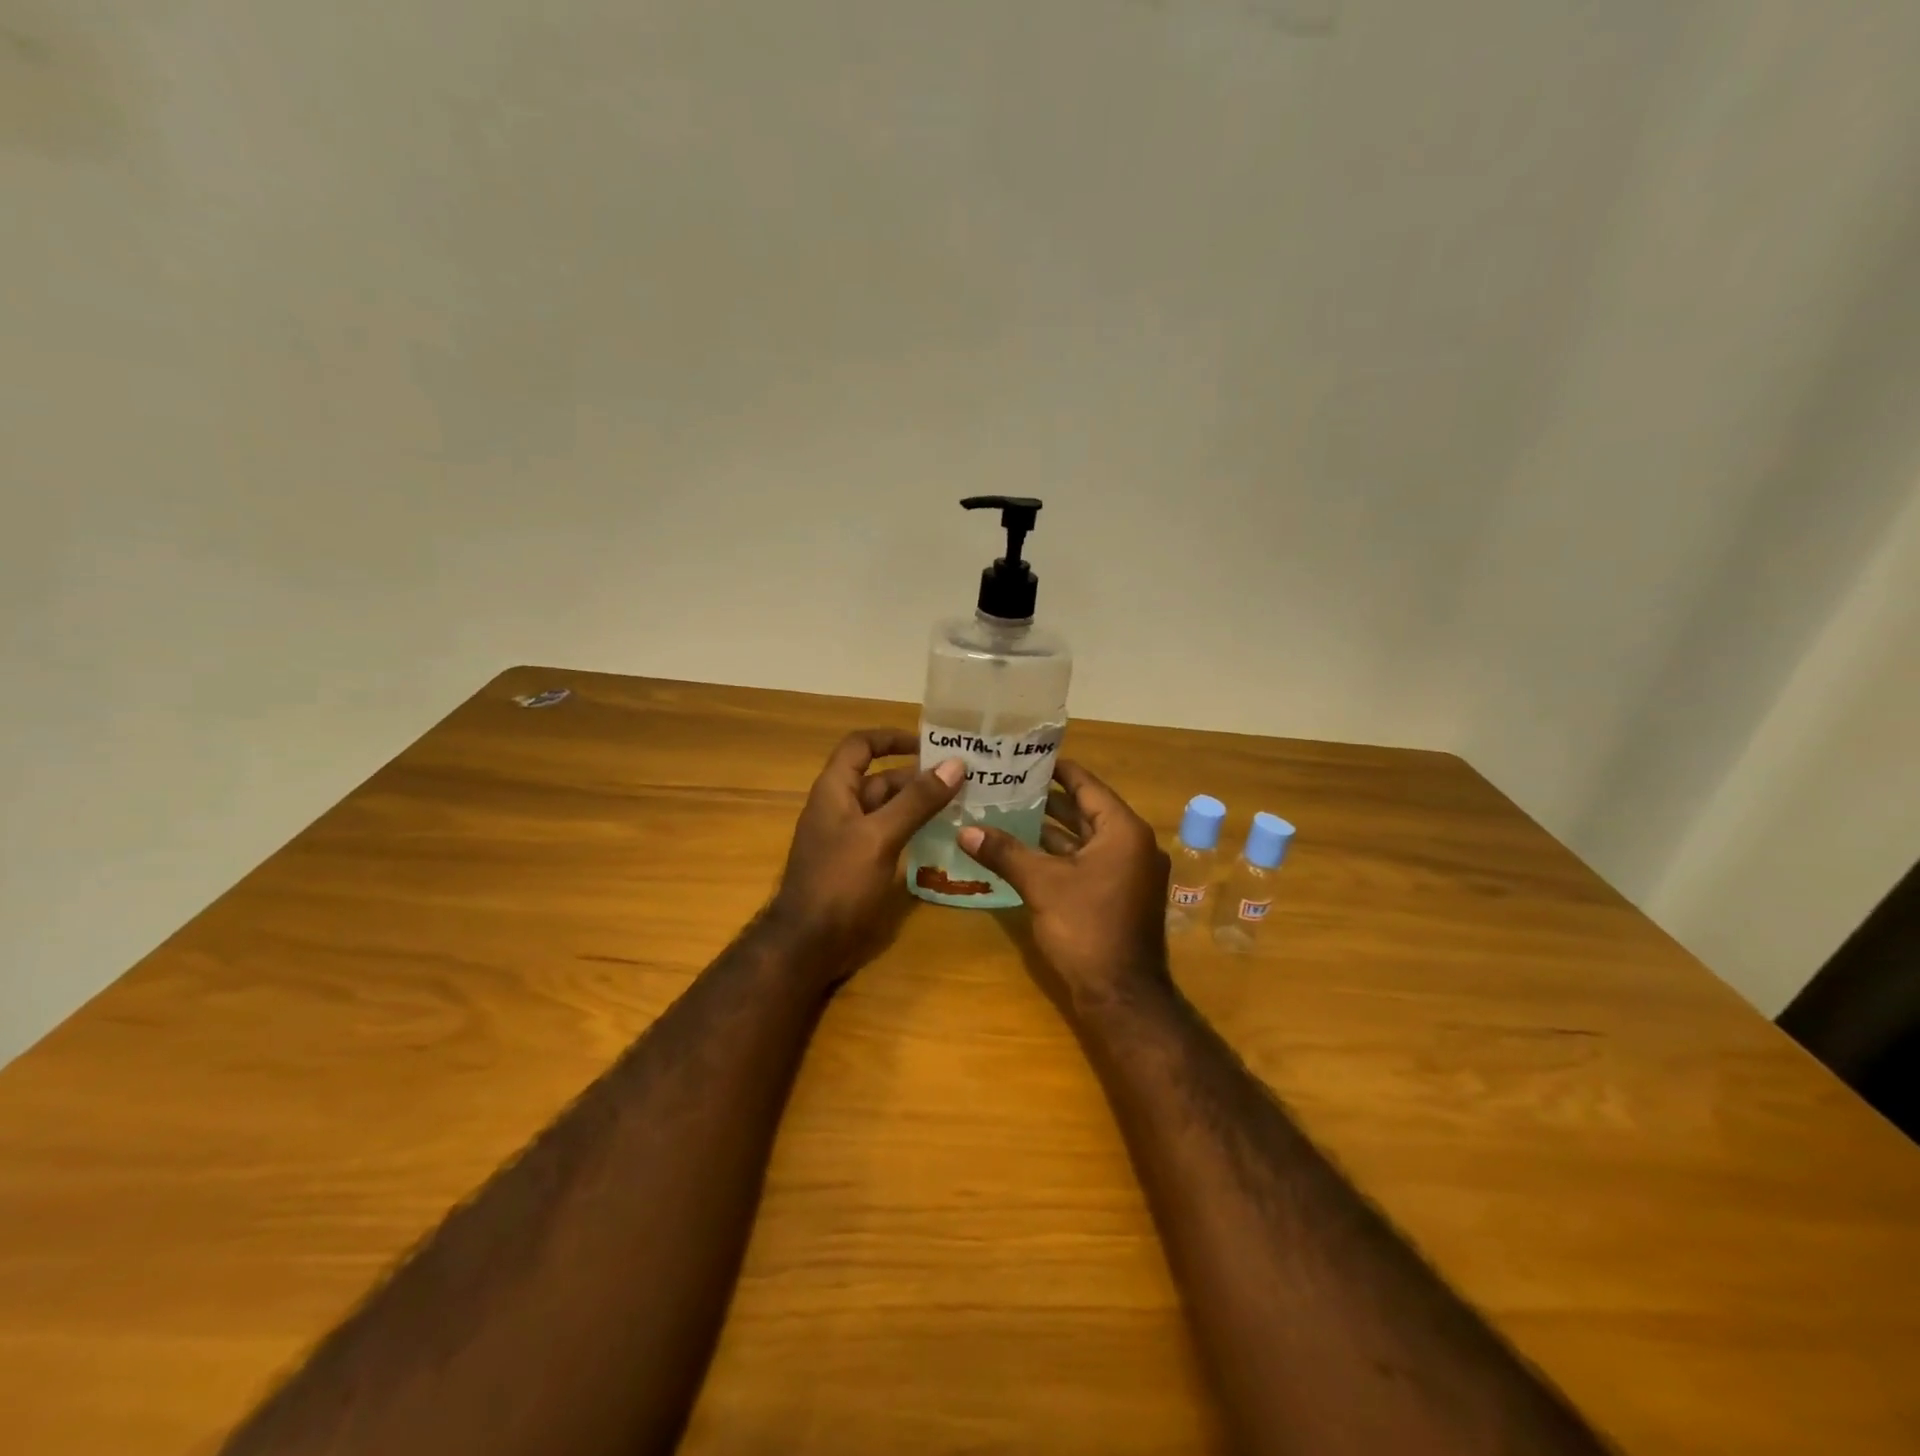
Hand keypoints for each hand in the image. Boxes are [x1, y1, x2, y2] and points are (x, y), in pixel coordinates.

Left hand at [766, 728, 965, 974]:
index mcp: (835, 790)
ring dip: (921, 804)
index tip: (931, 744)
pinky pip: (891, 836)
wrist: (808, 945)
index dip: (892, 738)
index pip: (861, 746)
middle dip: (919, 775)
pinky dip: (915, 830)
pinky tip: (945, 837)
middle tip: (964, 778)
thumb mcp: (880, 836)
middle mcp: (842, 807)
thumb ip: (917, 800)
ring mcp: (851, 838)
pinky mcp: (861, 864)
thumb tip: (955, 763)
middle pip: (882, 779)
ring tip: (964, 803)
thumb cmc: (839, 882)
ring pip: (890, 809)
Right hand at [957, 760, 1172, 1010]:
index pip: (1087, 784)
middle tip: (1007, 783)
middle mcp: (1132, 844)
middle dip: (1047, 799)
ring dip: (1050, 829)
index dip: (1056, 769)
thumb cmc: (1087, 928)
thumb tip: (965, 829)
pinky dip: (1059, 855)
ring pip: (1084, 839)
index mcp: (1123, 831)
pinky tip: (1023, 851)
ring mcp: (1127, 872)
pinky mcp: (1117, 895)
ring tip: (1007, 811)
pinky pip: (1086, 862)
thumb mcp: (1042, 884)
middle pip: (1085, 810)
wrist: (1121, 995)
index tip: (1024, 756)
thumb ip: (1005, 852)